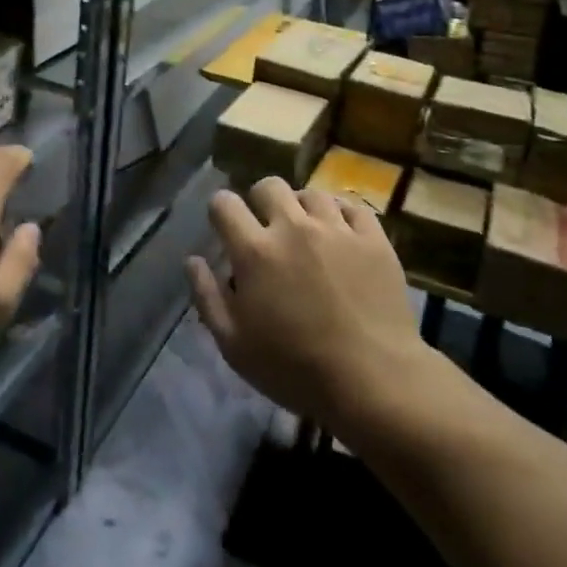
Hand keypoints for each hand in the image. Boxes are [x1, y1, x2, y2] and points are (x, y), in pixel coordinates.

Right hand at [187, 178, 430, 437]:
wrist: (373, 381)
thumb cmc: (295, 369)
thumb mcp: (235, 345)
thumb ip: (208, 297)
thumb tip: (193, 260)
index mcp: (255, 250)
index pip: (224, 203)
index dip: (220, 211)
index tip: (225, 228)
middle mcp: (292, 227)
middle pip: (268, 185)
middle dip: (261, 201)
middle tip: (268, 230)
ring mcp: (336, 228)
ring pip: (311, 193)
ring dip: (302, 208)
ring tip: (308, 233)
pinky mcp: (372, 238)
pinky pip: (352, 206)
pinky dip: (342, 215)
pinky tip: (340, 234)